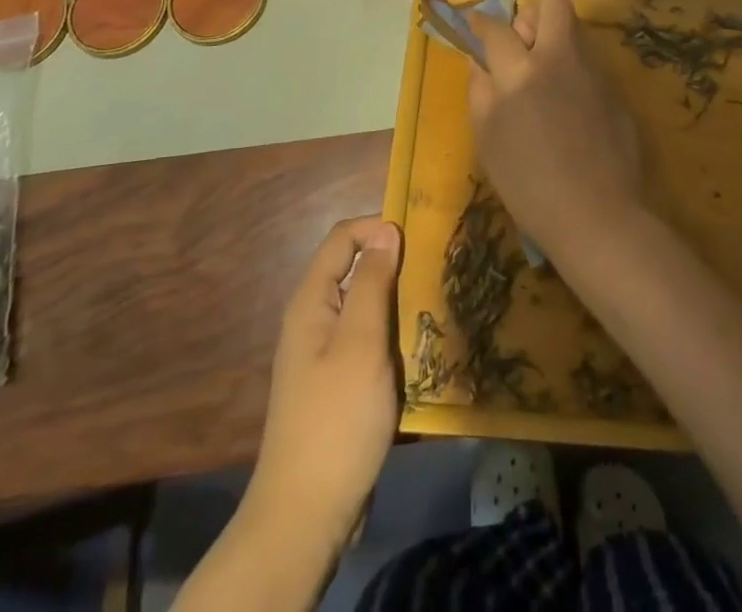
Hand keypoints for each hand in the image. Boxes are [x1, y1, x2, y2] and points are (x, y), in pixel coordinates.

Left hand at [245, 216, 401, 557]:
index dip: (377, 227)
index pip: (342, 238)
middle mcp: (313, 320)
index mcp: (311, 302)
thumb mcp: (361, 343)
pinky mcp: (337, 385)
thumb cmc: (336, 419)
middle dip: (393, 266)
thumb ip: (373, 283)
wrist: (306, 515)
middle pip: (354, 271)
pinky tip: (419, 352)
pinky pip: (367, 343)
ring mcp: (323, 355)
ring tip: (433, 308)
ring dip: (396, 305)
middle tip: (434, 273)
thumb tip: (386, 230)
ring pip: (365, 308)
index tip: (418, 239)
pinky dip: (392, 338)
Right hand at [466, 0, 643, 260]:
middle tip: (521, 48)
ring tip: (544, 82)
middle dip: (531, 14)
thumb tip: (479, 60)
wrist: (598, 216)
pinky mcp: (616, 89)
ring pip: (574, 29)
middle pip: (551, 2)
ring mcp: (594, 71)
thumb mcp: (487, 138)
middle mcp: (560, 58)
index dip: (481, 22)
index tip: (476, 26)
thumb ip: (480, 89)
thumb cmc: (529, 184)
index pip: (496, 27)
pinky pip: (589, 62)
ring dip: (555, 41)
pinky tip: (569, 110)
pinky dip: (574, 71)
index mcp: (521, 70)